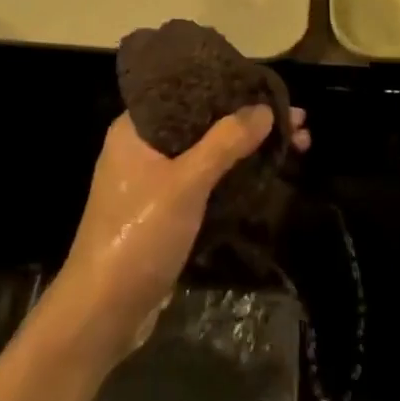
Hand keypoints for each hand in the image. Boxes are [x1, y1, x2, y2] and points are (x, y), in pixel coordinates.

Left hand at [51, 108, 310, 361]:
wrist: (102, 314)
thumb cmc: (138, 235)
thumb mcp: (185, 183)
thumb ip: (225, 142)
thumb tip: (265, 109)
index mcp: (136, 127)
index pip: (189, 89)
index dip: (232, 86)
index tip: (271, 87)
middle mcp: (144, 146)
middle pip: (205, 121)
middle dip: (250, 120)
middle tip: (297, 120)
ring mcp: (155, 180)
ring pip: (210, 151)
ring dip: (248, 148)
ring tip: (297, 143)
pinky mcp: (166, 210)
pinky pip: (207, 180)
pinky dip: (236, 175)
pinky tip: (269, 173)